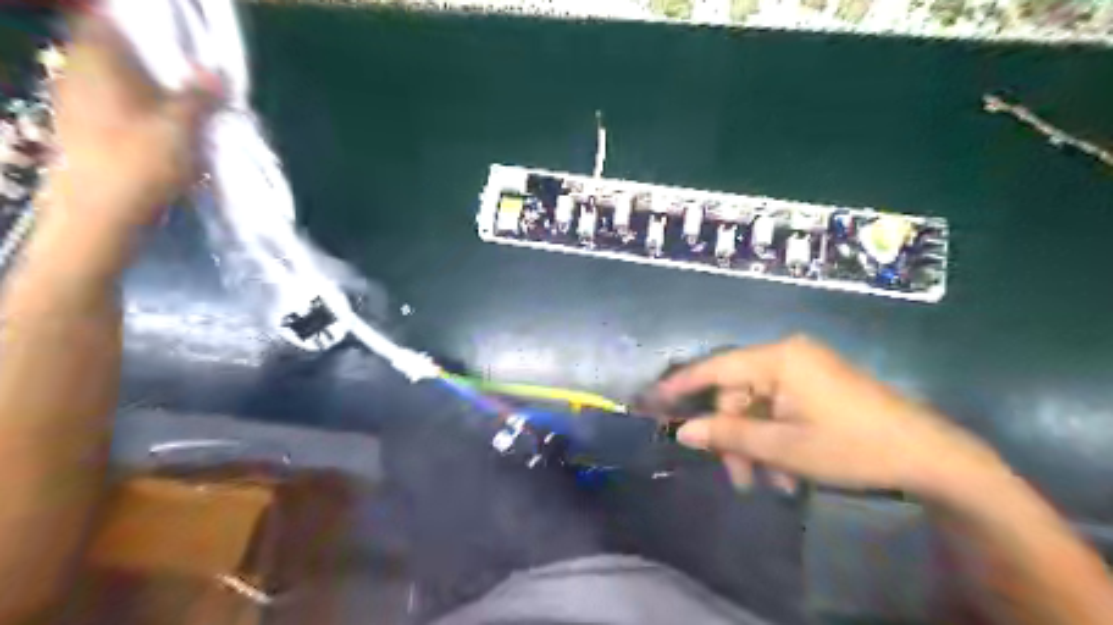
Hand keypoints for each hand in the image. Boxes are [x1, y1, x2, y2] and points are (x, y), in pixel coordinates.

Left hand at [46, 18, 217, 236]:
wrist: (101, 214)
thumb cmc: (141, 162)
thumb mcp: (182, 127)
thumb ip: (199, 96)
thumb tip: (216, 73)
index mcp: (97, 62)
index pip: (107, 21)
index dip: (140, 23)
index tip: (179, 37)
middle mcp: (79, 73)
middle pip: (114, 49)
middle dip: (152, 56)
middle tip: (194, 70)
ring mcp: (77, 103)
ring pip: (115, 79)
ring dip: (149, 85)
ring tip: (187, 100)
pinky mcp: (84, 131)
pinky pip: (114, 104)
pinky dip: (140, 107)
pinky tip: (166, 126)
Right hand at [649, 336, 1004, 498]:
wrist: (931, 456)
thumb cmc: (852, 447)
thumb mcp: (784, 447)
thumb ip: (729, 435)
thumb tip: (684, 431)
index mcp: (779, 359)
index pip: (716, 366)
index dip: (683, 384)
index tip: (654, 398)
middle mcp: (788, 355)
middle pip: (739, 394)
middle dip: (735, 438)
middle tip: (740, 479)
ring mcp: (806, 369)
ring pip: (759, 406)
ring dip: (757, 445)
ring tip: (770, 484)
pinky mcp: (818, 385)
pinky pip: (780, 408)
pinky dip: (776, 438)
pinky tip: (787, 472)